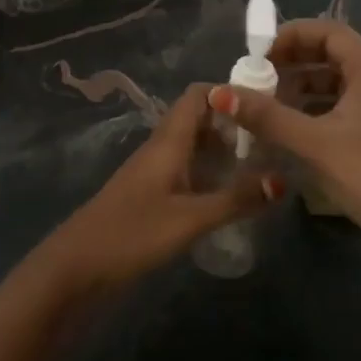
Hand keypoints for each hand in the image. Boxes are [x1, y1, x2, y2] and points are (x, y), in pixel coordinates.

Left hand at [37, 84, 277, 295]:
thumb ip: (235, 199)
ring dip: (224, 148)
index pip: (197, 95)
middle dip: (234, 122)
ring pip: (193, 146)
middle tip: (274, 137)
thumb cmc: (131, 234)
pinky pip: (186, 170)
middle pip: (199, 119)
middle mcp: (160, 149)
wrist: (76, 268)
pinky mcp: (151, 196)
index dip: (229, 92)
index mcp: (167, 141)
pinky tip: (231, 193)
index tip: (267, 105)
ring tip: (263, 163)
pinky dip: (210, 172)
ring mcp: (154, 173)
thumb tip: (283, 179)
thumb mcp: (189, 219)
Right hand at [209, 19, 360, 256]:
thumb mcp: (313, 142)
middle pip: (331, 56)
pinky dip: (312, 113)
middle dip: (291, 63)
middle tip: (255, 79)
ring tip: (264, 105)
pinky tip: (286, 131)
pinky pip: (340, 110)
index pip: (329, 32)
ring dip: (299, 90)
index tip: (258, 54)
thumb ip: (266, 116)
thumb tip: (219, 93)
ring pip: (334, 86)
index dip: (292, 35)